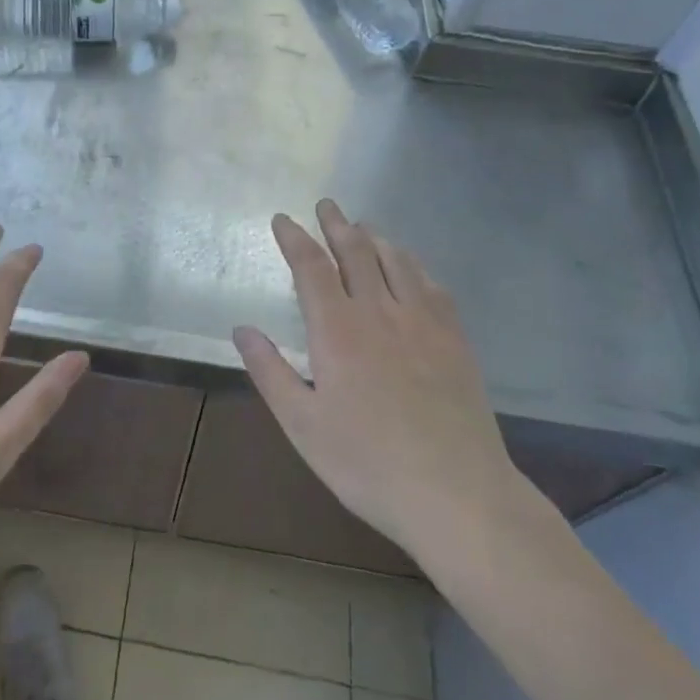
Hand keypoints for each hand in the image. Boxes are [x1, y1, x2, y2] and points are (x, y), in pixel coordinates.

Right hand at [233, 200, 532, 560]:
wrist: (458, 494)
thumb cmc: (368, 463)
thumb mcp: (303, 425)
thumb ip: (271, 372)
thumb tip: (242, 329)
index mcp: (338, 330)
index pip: (311, 266)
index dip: (295, 238)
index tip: (283, 219)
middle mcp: (379, 312)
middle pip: (356, 251)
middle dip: (337, 224)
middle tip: (327, 205)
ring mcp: (423, 322)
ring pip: (396, 261)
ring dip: (375, 237)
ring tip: (363, 226)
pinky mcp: (454, 339)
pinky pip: (432, 285)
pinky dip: (414, 265)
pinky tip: (411, 267)